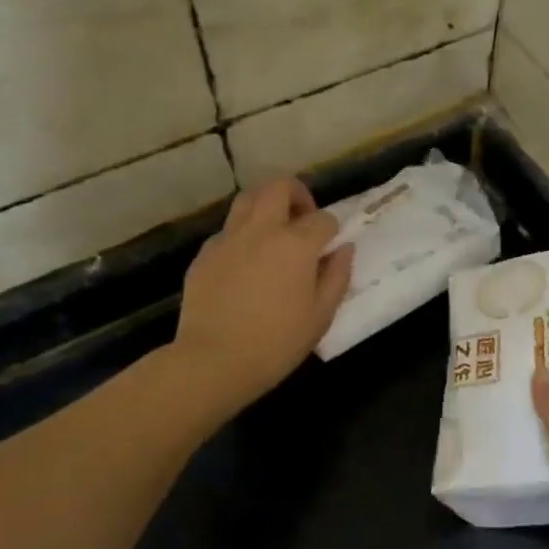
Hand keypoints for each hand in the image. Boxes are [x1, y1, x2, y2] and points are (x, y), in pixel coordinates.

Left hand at [173, 177, 354, 417]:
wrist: (214, 361)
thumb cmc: (277, 343)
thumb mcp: (321, 315)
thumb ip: (337, 276)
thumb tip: (344, 249)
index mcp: (296, 244)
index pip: (323, 219)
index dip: (332, 230)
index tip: (330, 249)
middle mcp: (261, 230)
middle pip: (279, 187)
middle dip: (297, 194)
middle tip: (303, 220)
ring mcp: (228, 238)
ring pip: (247, 199)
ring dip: (266, 206)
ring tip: (274, 234)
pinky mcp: (204, 254)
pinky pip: (227, 230)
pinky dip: (242, 235)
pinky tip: (245, 264)